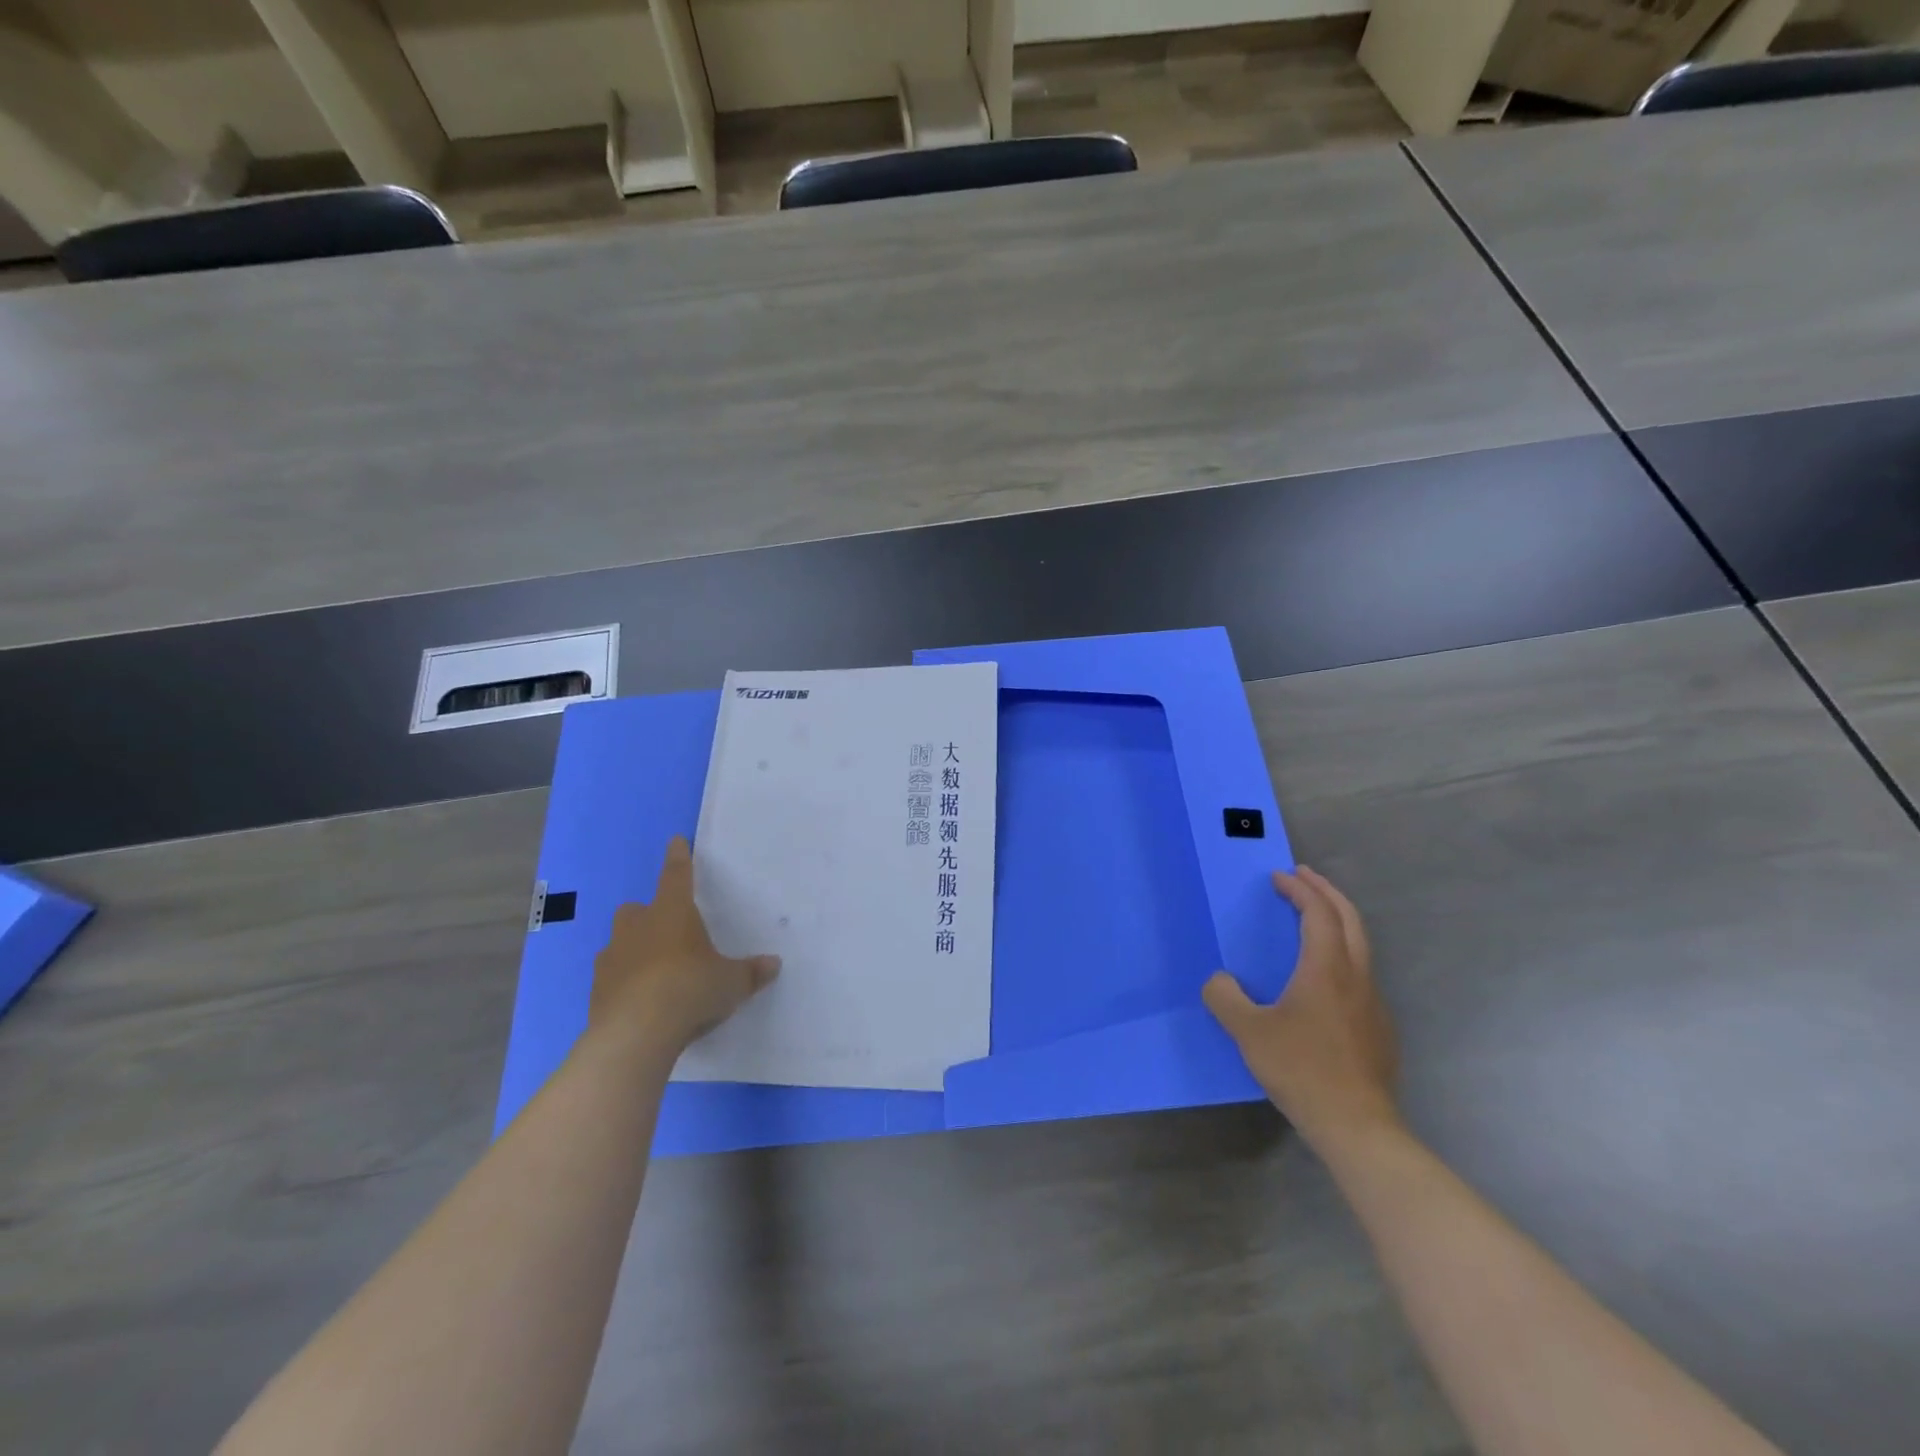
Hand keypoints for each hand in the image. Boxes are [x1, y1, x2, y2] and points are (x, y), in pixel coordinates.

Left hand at [590, 837, 779, 1055]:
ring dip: (634, 950)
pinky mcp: (596, 990)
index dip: (678, 858)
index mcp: (672, 913)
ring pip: (620, 943)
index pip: (677, 876)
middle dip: (649, 915)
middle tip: (668, 932)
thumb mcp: (731, 983)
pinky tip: (640, 1002)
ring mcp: (611, 958)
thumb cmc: (690, 990)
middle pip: (637, 910)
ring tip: (655, 973)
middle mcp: (637, 927)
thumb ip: (751, 972)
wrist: (635, 1034)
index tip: (675, 841)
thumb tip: (773, 965)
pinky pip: (612, 977)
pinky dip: (624, 983)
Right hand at [1203, 865, 1399, 1153]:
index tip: (1279, 878)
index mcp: (1326, 968)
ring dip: (1337, 921)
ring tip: (1313, 919)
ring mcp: (1373, 1002)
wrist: (1356, 1125)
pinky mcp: (1379, 1028)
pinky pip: (1361, 973)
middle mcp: (1356, 976)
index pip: (1318, 913)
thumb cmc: (1301, 1069)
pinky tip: (1324, 977)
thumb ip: (1226, 998)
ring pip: (1360, 946)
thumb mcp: (1248, 1032)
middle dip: (1326, 892)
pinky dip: (1342, 953)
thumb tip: (1219, 980)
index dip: (1300, 890)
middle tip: (1303, 877)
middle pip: (1349, 919)